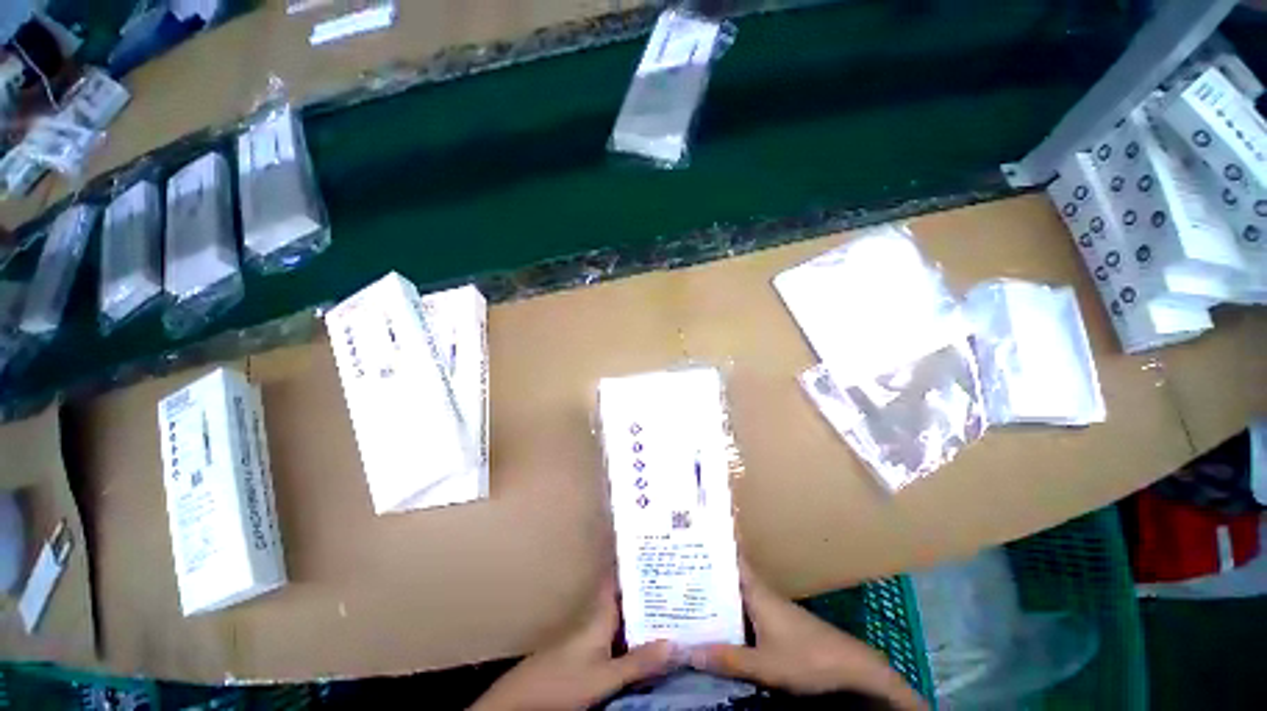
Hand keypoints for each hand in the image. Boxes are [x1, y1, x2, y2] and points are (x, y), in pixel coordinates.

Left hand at [471, 577, 677, 710]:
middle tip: (676, 574)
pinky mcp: (589, 643)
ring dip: (644, 605)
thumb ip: (639, 662)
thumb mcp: (605, 676)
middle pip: (627, 591)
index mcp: (601, 608)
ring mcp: (592, 627)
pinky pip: (619, 627)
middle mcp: (598, 611)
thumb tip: (677, 643)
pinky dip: (635, 625)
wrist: (525, 699)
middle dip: (649, 583)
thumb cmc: (563, 681)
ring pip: (624, 609)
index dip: (637, 558)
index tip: (659, 547)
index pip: (620, 573)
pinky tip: (651, 631)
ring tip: (673, 597)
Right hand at [688, 562, 926, 710]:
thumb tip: (686, 649)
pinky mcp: (775, 623)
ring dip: (715, 591)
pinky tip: (713, 622)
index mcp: (757, 591)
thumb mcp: (765, 665)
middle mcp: (761, 593)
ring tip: (686, 591)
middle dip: (706, 569)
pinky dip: (727, 611)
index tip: (692, 533)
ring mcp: (769, 608)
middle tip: (676, 565)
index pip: (733, 557)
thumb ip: (728, 659)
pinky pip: (743, 610)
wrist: (850, 669)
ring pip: (735, 593)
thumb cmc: (808, 658)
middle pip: (729, 575)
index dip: (715, 543)